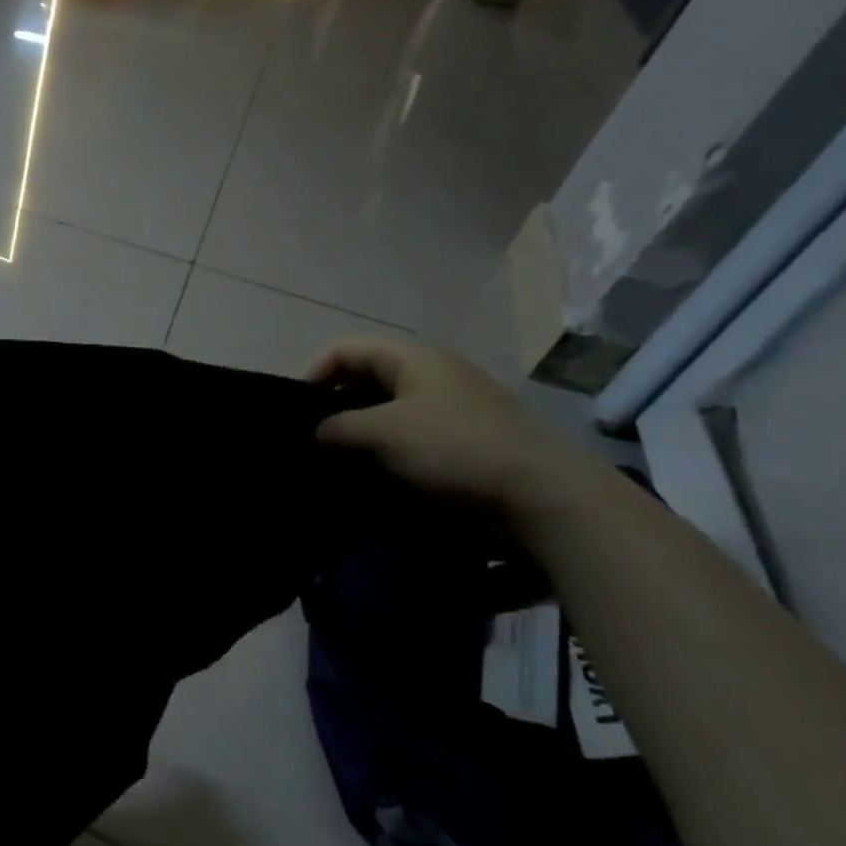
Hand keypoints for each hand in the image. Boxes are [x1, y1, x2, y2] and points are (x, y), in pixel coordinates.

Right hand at [307, 335, 591, 511]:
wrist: (547, 497)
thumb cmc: (455, 448)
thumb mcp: (383, 434)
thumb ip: (337, 428)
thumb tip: (315, 433)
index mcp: (414, 358)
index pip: (346, 349)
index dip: (315, 373)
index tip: (298, 412)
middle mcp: (435, 374)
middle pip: (367, 378)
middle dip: (337, 406)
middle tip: (317, 440)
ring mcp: (455, 408)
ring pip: (390, 411)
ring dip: (363, 433)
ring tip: (343, 462)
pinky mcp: (469, 441)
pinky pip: (414, 437)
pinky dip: (390, 451)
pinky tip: (379, 476)